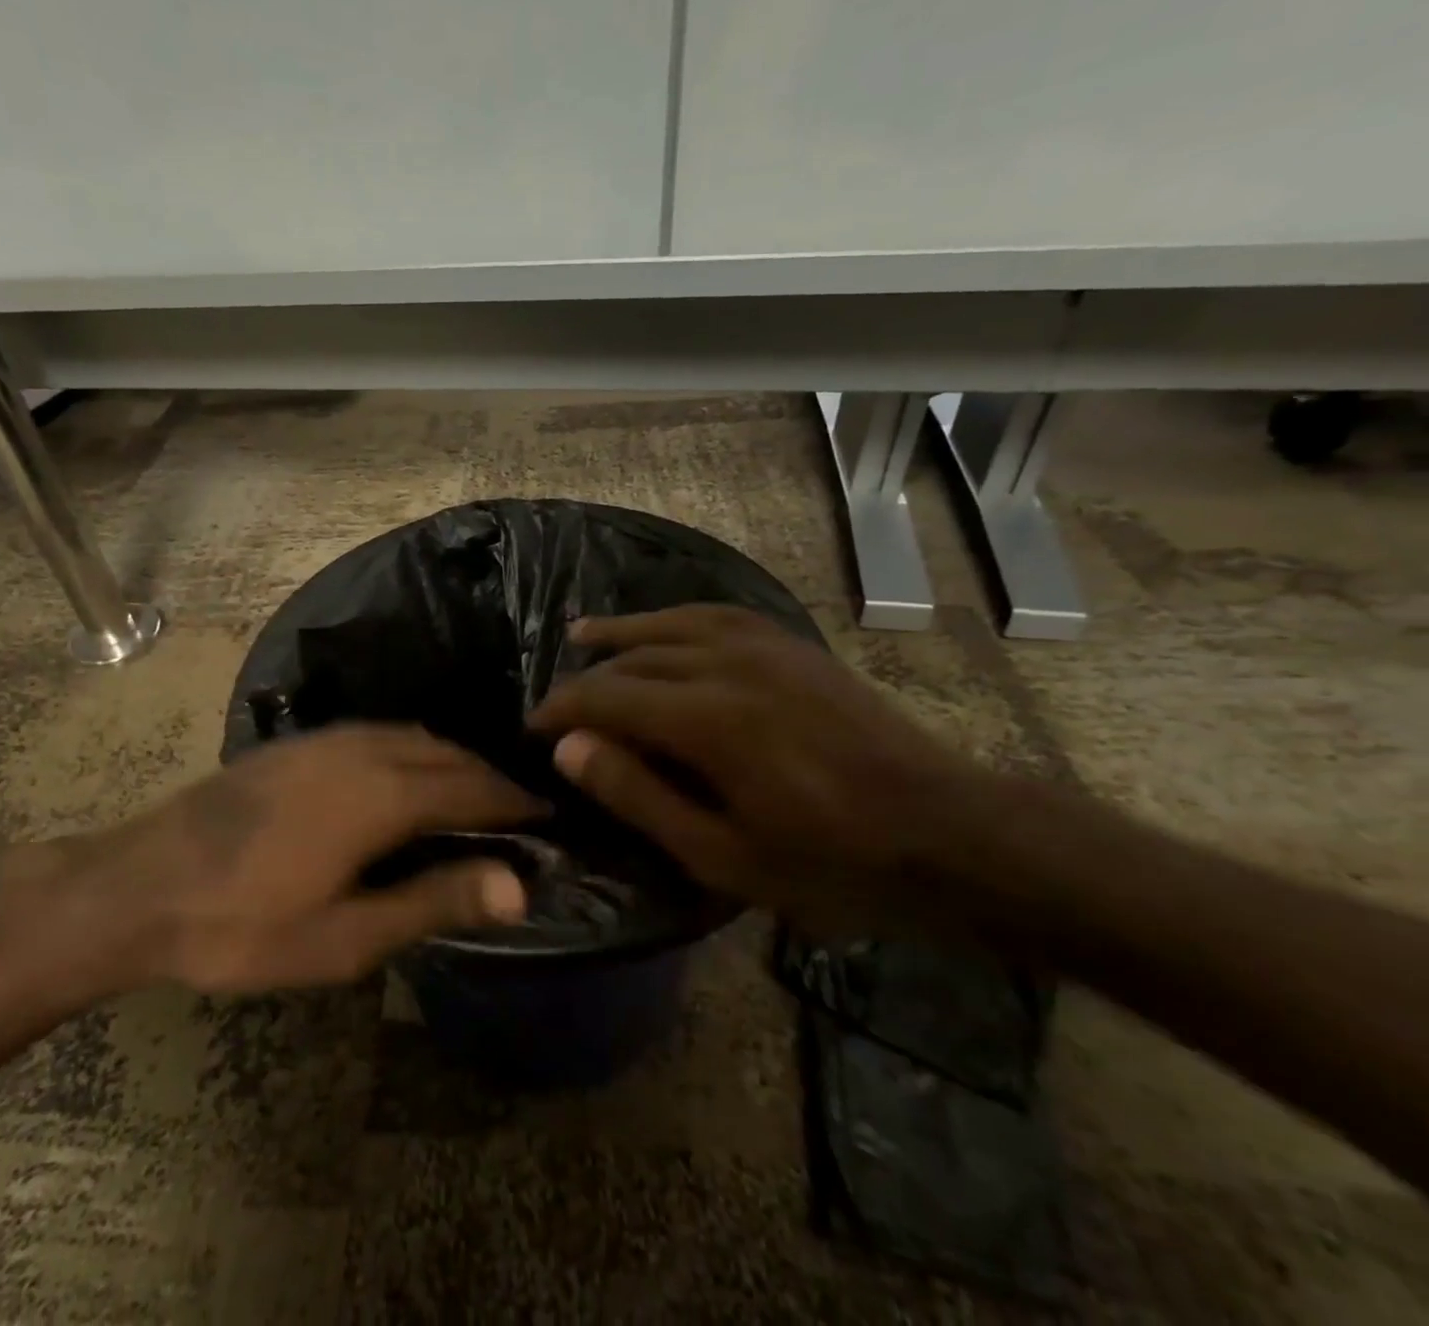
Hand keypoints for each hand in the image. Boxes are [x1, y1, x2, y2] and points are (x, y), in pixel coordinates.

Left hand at [30, 724, 538, 995]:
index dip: (515, 803)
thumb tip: (516, 885)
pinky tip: (409, 778)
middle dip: (490, 781)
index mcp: (383, 794)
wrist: (140, 885)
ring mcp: (328, 739)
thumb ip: (433, 902)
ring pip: (415, 737)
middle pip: (448, 755)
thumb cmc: (244, 925)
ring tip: (475, 797)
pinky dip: (415, 751)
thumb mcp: (345, 937)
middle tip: (520, 814)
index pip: (472, 789)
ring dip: (453, 762)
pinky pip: (382, 734)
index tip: (550, 816)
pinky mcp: (301, 743)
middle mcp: (364, 749)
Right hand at [526, 605, 1009, 931]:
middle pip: (632, 658)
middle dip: (585, 680)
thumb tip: (570, 748)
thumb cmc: (830, 863)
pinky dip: (673, 617)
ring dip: (620, 631)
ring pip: (669, 623)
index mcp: (706, 718)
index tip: (531, 729)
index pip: (605, 696)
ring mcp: (764, 645)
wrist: (946, 832)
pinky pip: (716, 615)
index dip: (560, 709)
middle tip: (557, 709)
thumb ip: (638, 795)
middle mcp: (727, 663)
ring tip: (581, 634)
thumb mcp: (722, 855)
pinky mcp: (792, 645)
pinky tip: (660, 627)